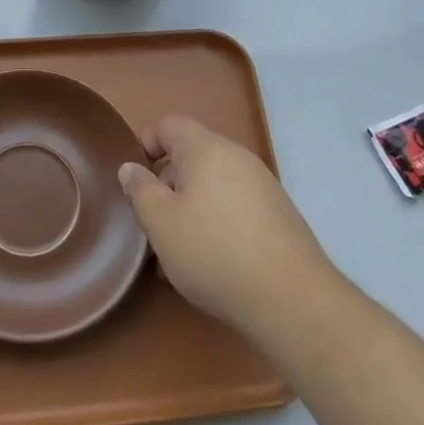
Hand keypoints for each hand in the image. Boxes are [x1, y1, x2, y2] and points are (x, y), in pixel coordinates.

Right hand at [119, 115, 334, 340]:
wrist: (292, 299)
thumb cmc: (214, 251)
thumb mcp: (161, 223)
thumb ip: (140, 190)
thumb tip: (131, 167)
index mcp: (205, 148)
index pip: (168, 125)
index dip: (145, 145)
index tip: (135, 181)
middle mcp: (236, 156)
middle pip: (191, 155)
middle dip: (167, 184)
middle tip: (153, 222)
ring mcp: (262, 185)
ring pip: (212, 185)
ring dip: (190, 208)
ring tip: (178, 252)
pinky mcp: (278, 214)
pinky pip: (234, 206)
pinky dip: (216, 223)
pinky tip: (211, 263)